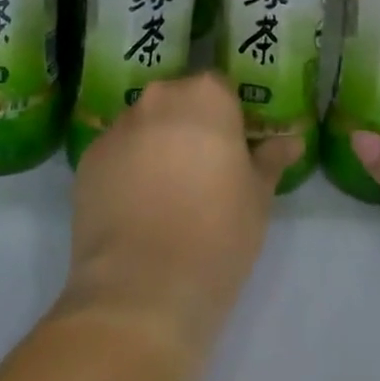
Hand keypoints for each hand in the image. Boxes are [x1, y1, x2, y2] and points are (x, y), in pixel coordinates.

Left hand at [58, 73, 300, 366]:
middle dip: (190, 126)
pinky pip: (116, 153)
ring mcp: (118, 128)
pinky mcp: (87, 159)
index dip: (229, 117)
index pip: (221, 89)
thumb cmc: (217, 235)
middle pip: (178, 100)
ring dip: (156, 145)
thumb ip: (270, 160)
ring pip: (144, 125)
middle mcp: (158, 98)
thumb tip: (292, 141)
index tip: (234, 150)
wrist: (142, 291)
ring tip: (165, 194)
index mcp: (206, 97)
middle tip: (202, 171)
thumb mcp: (258, 199)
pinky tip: (134, 208)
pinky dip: (126, 169)